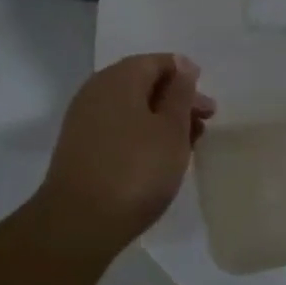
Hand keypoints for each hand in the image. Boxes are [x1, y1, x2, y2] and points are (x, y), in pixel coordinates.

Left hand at [37, 54, 214, 251]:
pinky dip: (141, 135)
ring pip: (131, 108)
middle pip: (144, 84)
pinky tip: (157, 158)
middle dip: (176, 101)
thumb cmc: (136, 170)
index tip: (206, 107)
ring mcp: (84, 119)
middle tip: (203, 125)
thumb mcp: (172, 129)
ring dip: (160, 120)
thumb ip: (180, 94)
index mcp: (120, 77)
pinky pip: (117, 128)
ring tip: (186, 145)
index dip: (187, 78)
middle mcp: (97, 90)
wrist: (78, 223)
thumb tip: (183, 66)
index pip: (159, 62)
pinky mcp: (79, 147)